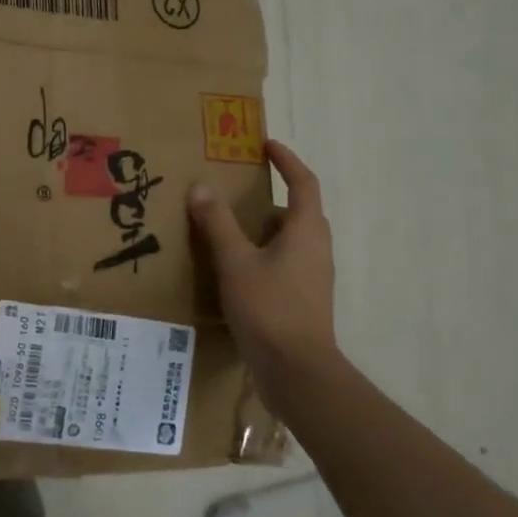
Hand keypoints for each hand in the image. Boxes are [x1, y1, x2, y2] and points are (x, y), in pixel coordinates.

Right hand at [186, 139, 336, 367]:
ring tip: (229, 224)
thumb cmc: (269, 308)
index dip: (287, 161)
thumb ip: (217, 224)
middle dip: (272, 194)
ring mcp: (312, 277)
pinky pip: (283, 262)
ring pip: (290, 239)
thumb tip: (201, 186)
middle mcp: (316, 249)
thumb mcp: (236, 262)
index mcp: (306, 231)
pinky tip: (234, 266)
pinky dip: (261, 253)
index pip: (303, 183)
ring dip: (264, 226)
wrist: (297, 371)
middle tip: (240, 185)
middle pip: (299, 211)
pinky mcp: (303, 299)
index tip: (265, 145)